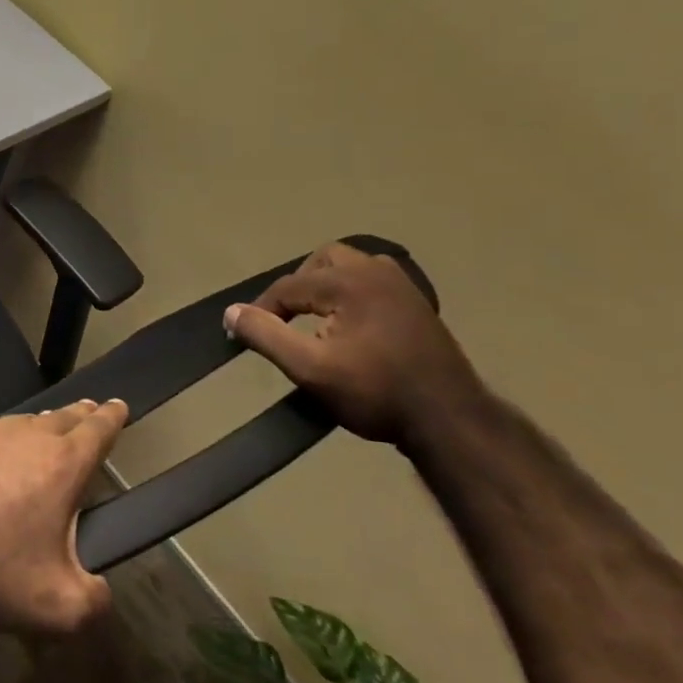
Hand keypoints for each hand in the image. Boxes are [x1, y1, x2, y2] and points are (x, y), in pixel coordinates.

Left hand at [0, 400, 127, 633]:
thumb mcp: (60, 607)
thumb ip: (94, 598)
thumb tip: (98, 589)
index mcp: (58, 465)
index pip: (96, 431)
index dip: (112, 418)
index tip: (119, 404)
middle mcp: (19, 438)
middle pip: (57, 418)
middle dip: (77, 415)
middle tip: (88, 410)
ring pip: (16, 424)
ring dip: (35, 427)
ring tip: (42, 433)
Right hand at [225, 242, 493, 450]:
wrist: (451, 421)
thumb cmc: (376, 392)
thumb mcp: (309, 368)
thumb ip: (265, 335)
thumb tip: (231, 312)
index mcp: (350, 283)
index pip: (288, 286)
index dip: (261, 310)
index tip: (245, 336)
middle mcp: (377, 273)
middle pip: (322, 261)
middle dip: (297, 286)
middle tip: (285, 318)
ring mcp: (403, 287)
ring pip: (351, 266)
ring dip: (325, 285)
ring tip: (314, 317)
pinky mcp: (418, 304)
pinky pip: (373, 281)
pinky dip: (351, 293)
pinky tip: (348, 323)